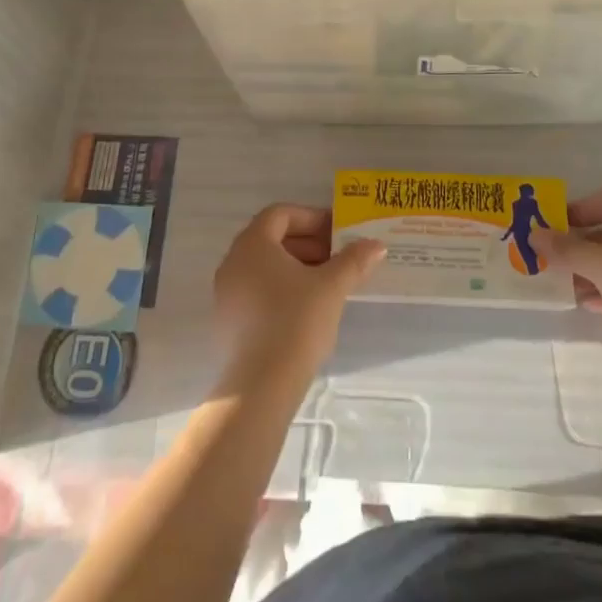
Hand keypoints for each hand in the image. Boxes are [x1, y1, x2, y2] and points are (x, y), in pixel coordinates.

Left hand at [213, 205, 384, 382]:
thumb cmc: (295, 322)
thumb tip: (376, 245)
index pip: (281, 214)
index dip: (312, 218)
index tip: (337, 233)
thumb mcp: (331, 287)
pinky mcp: (227, 322)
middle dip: (307, 244)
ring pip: (264, 267)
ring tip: (326, 285)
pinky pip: (256, 291)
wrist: (260, 387)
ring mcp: (226, 293)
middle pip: (271, 239)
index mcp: (252, 244)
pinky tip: (305, 311)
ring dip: (296, 268)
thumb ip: (353, 260)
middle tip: (337, 258)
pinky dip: (280, 290)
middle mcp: (233, 262)